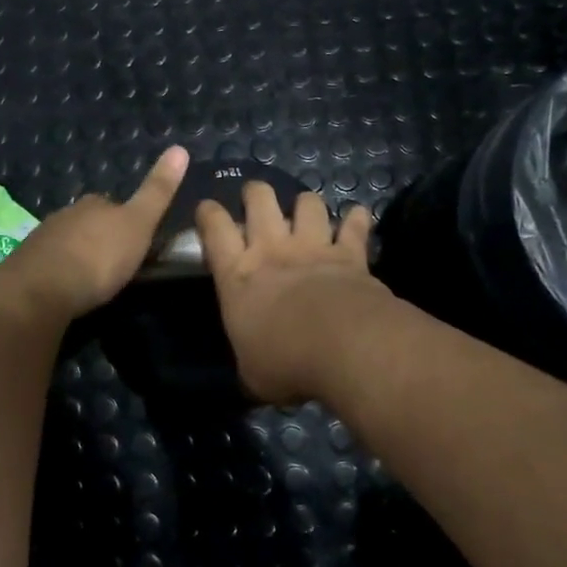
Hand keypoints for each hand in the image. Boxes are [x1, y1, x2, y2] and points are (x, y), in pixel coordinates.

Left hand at [0, 147, 190, 325]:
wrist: (41, 290)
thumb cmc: (98, 257)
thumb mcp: (139, 224)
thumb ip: (157, 191)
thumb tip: (180, 147)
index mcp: (94, 203)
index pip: (114, 204)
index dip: (126, 220)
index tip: (136, 240)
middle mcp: (66, 214)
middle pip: (89, 222)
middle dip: (100, 237)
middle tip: (115, 263)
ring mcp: (43, 238)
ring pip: (68, 242)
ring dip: (79, 255)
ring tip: (92, 279)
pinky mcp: (27, 264)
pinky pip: (50, 264)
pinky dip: (60, 272)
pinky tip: (66, 288)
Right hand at [197, 183, 389, 404]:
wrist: (343, 347)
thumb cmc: (285, 361)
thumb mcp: (252, 372)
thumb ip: (249, 360)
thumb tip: (253, 370)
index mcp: (237, 274)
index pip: (214, 228)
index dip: (208, 213)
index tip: (207, 209)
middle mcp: (272, 249)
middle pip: (260, 199)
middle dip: (256, 193)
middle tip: (256, 200)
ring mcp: (313, 247)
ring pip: (308, 203)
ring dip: (306, 204)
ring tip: (306, 212)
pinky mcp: (350, 254)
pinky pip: (355, 226)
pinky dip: (357, 220)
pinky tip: (358, 217)